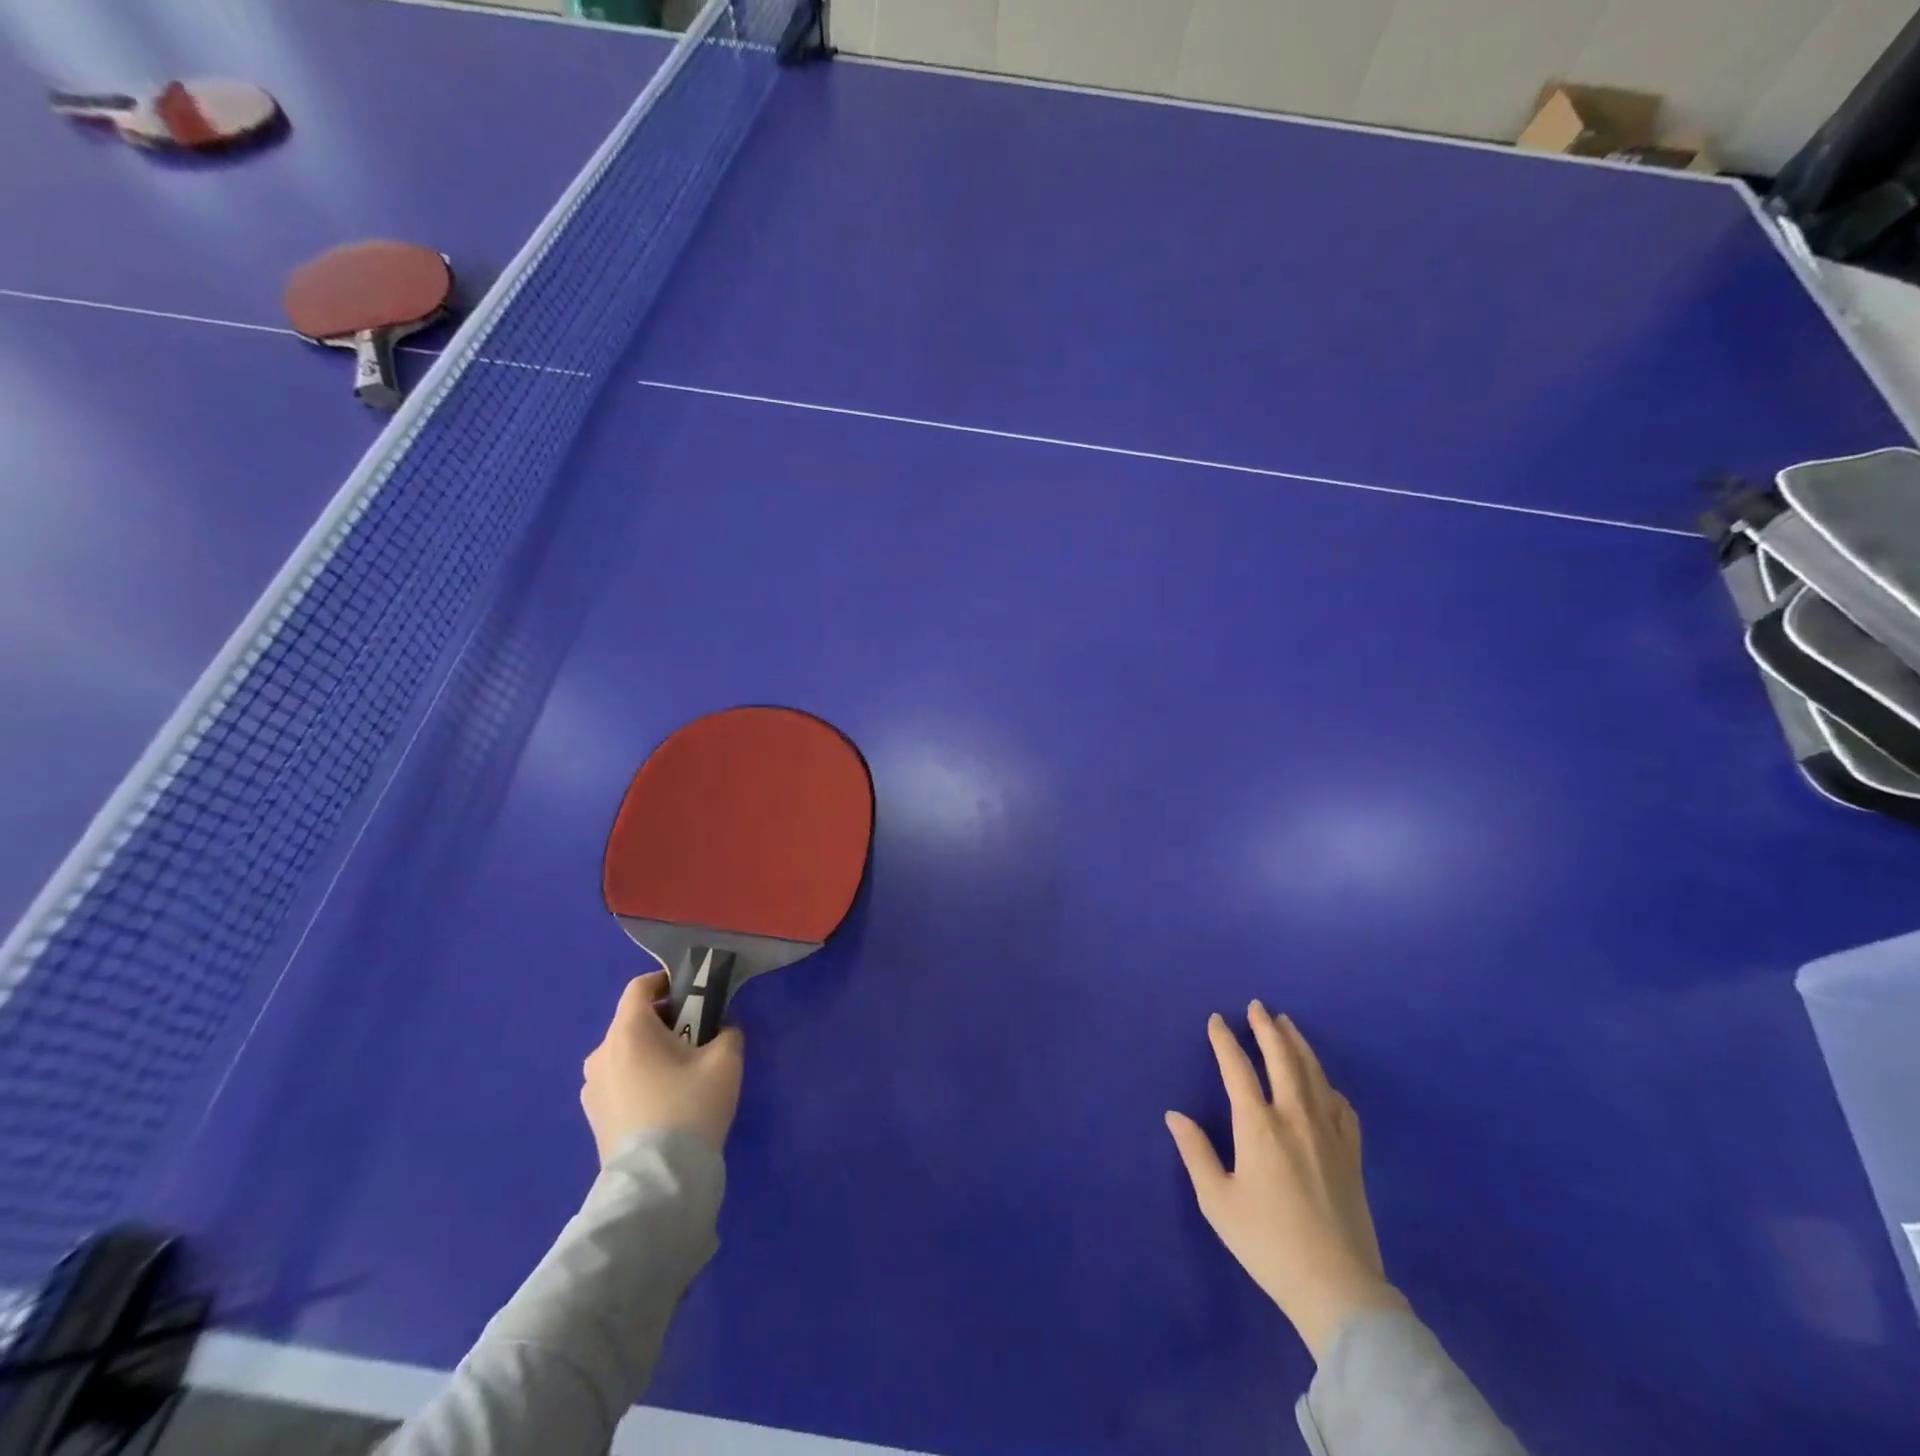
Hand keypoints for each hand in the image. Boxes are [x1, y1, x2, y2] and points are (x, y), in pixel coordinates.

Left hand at [582, 971, 744, 1162]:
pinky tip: (665, 1103)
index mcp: (627, 1031)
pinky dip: (640, 1079)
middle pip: (634, 1022)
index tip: (695, 995)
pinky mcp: (593, 1118)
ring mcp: (592, 1089)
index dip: (667, 982)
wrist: (657, 1183)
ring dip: (652, 1053)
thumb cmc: (689, 1107)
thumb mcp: (725, 1060)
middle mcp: (601, 1053)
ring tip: (683, 1075)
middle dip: (666, 1022)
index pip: (640, 987)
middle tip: (698, 1039)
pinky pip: (620, 1082)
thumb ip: (727, 1032)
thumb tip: (720, 1031)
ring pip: (626, 1054)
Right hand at [1166, 1002, 1406, 1359]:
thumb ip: (1195, 1152)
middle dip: (1266, 1029)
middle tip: (1258, 1006)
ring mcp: (1329, 1134)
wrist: (1337, 1288)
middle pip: (1282, 1059)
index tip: (1216, 1020)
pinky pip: (1341, 1105)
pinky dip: (1328, 1084)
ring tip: (1288, 1024)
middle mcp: (1295, 1118)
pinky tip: (1324, 1082)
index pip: (1237, 1069)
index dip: (1225, 1041)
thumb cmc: (1267, 1243)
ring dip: (1299, 1045)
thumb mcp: (1218, 1201)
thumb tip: (1174, 1115)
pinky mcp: (1352, 1154)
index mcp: (1258, 1126)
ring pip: (1314, 1074)